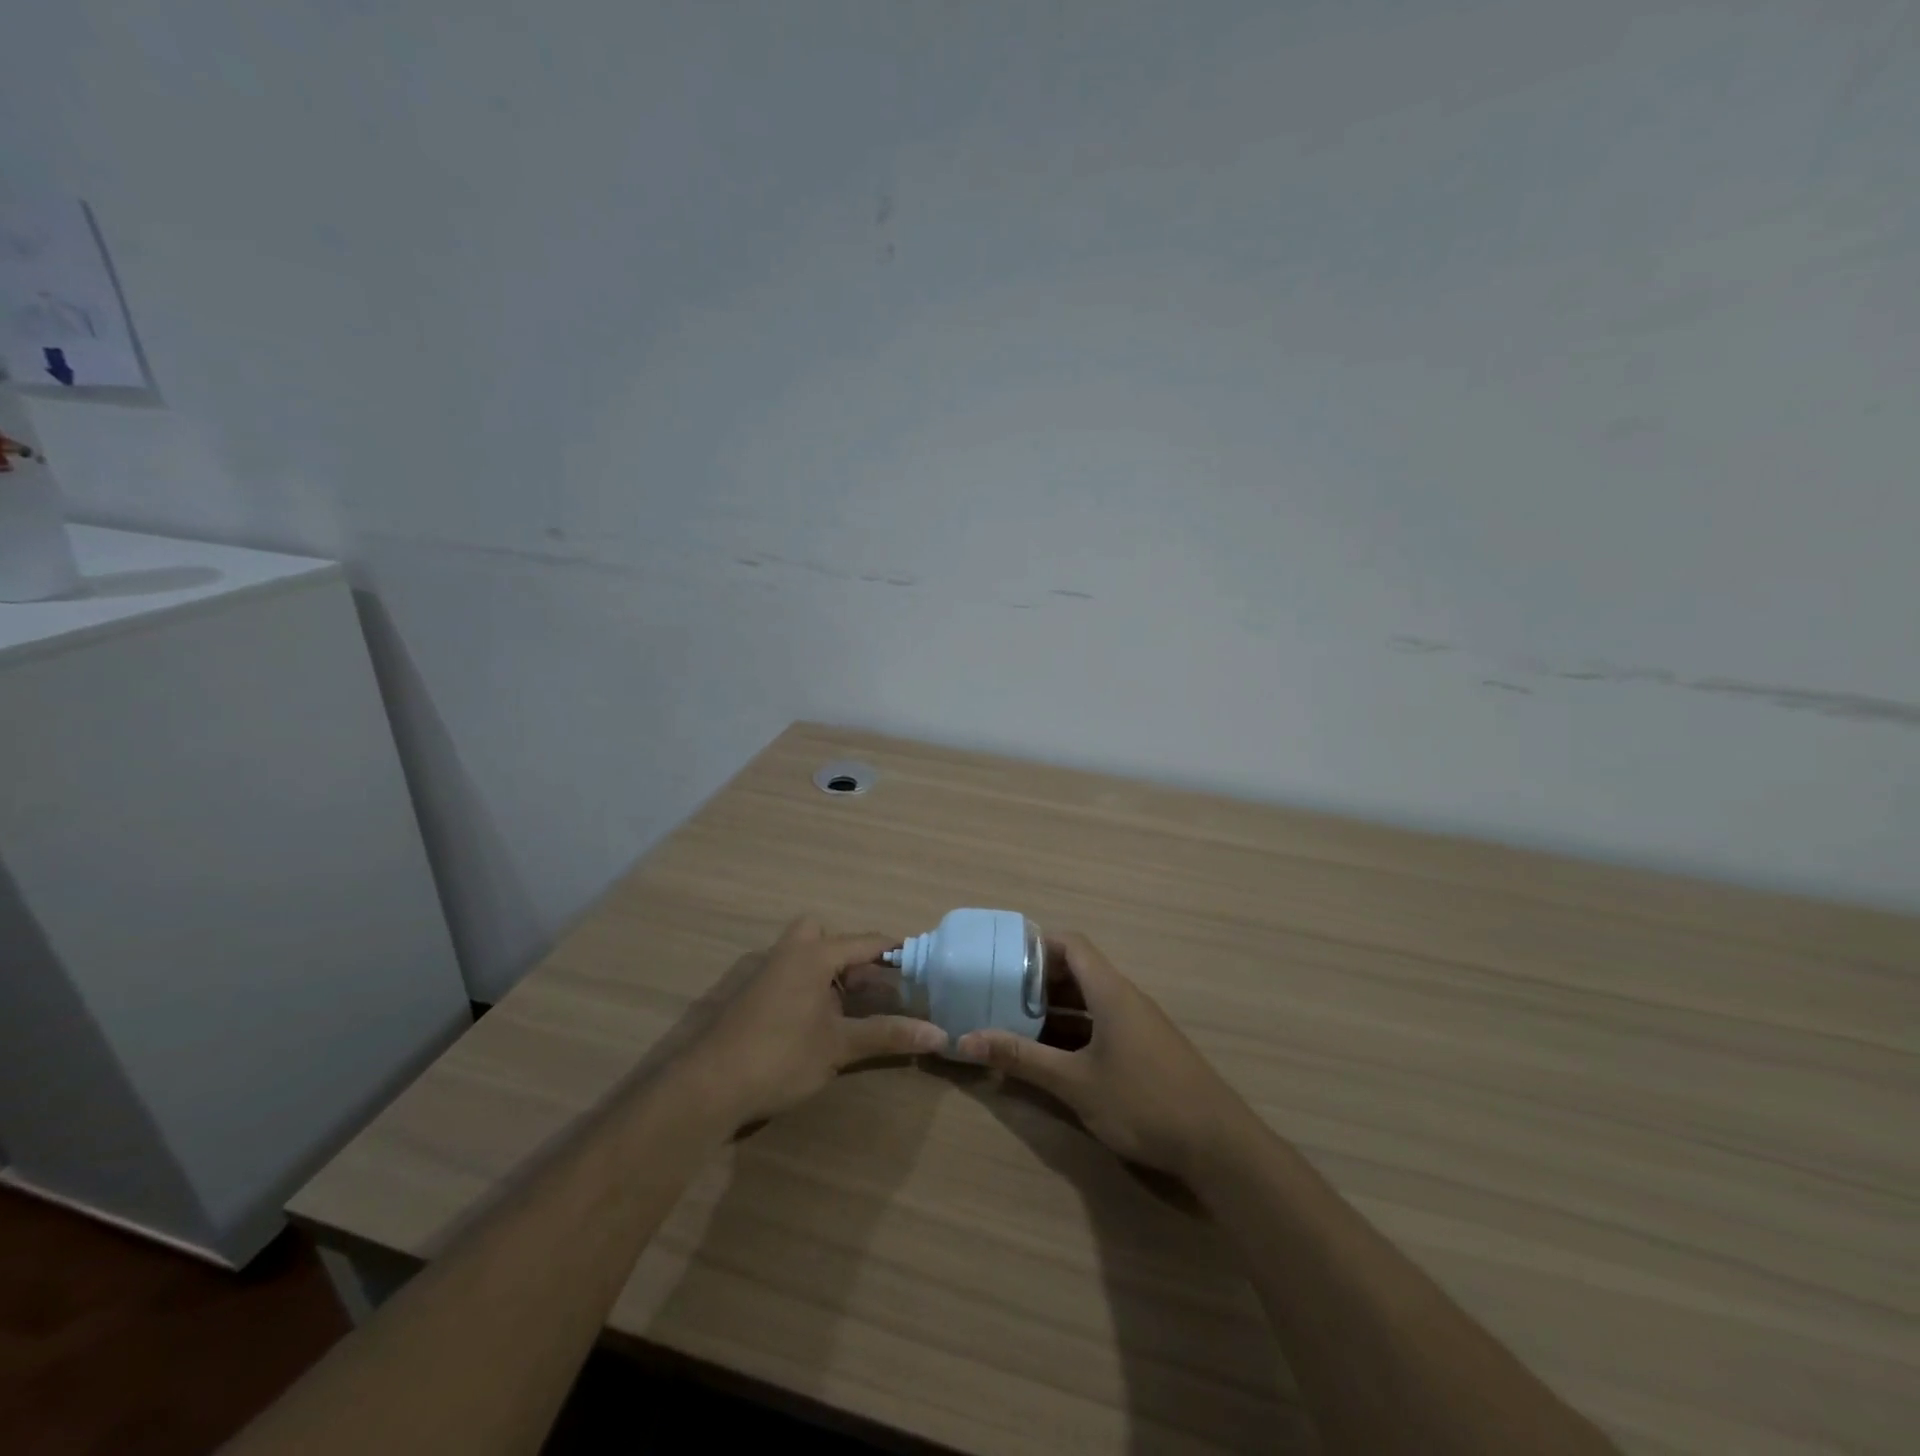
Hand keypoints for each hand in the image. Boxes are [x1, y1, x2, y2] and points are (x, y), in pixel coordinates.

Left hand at [687, 917, 945, 1128]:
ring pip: (806, 955)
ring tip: (853, 1007)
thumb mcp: (840, 1046)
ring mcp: (767, 972)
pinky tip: (820, 1021)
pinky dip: (812, 986)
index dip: (896, 952)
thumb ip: (888, 1035)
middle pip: (827, 936)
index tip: (922, 964)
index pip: (866, 941)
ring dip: (831, 973)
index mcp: (814, 954)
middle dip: (851, 955)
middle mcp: (790, 952)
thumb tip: (940, 1034)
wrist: (709, 1085)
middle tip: (872, 986)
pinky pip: (792, 974)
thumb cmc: (780, 1056)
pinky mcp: (753, 994)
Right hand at [955, 933, 1258, 1177]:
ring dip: (1056, 1010)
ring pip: (1090, 1002)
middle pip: (1079, 971)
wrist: (1218, 1144)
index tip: (1003, 960)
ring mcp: (1139, 1025)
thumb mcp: (1074, 1082)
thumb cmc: (1142, 1101)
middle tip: (1001, 996)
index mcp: (1110, 991)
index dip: (1037, 946)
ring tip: (1016, 1025)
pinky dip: (1076, 1032)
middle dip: (1039, 982)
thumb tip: (966, 1040)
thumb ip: (1022, 1058)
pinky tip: (1054, 1057)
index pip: (1071, 944)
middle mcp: (1126, 998)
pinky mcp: (1147, 1050)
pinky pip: (1103, 1025)